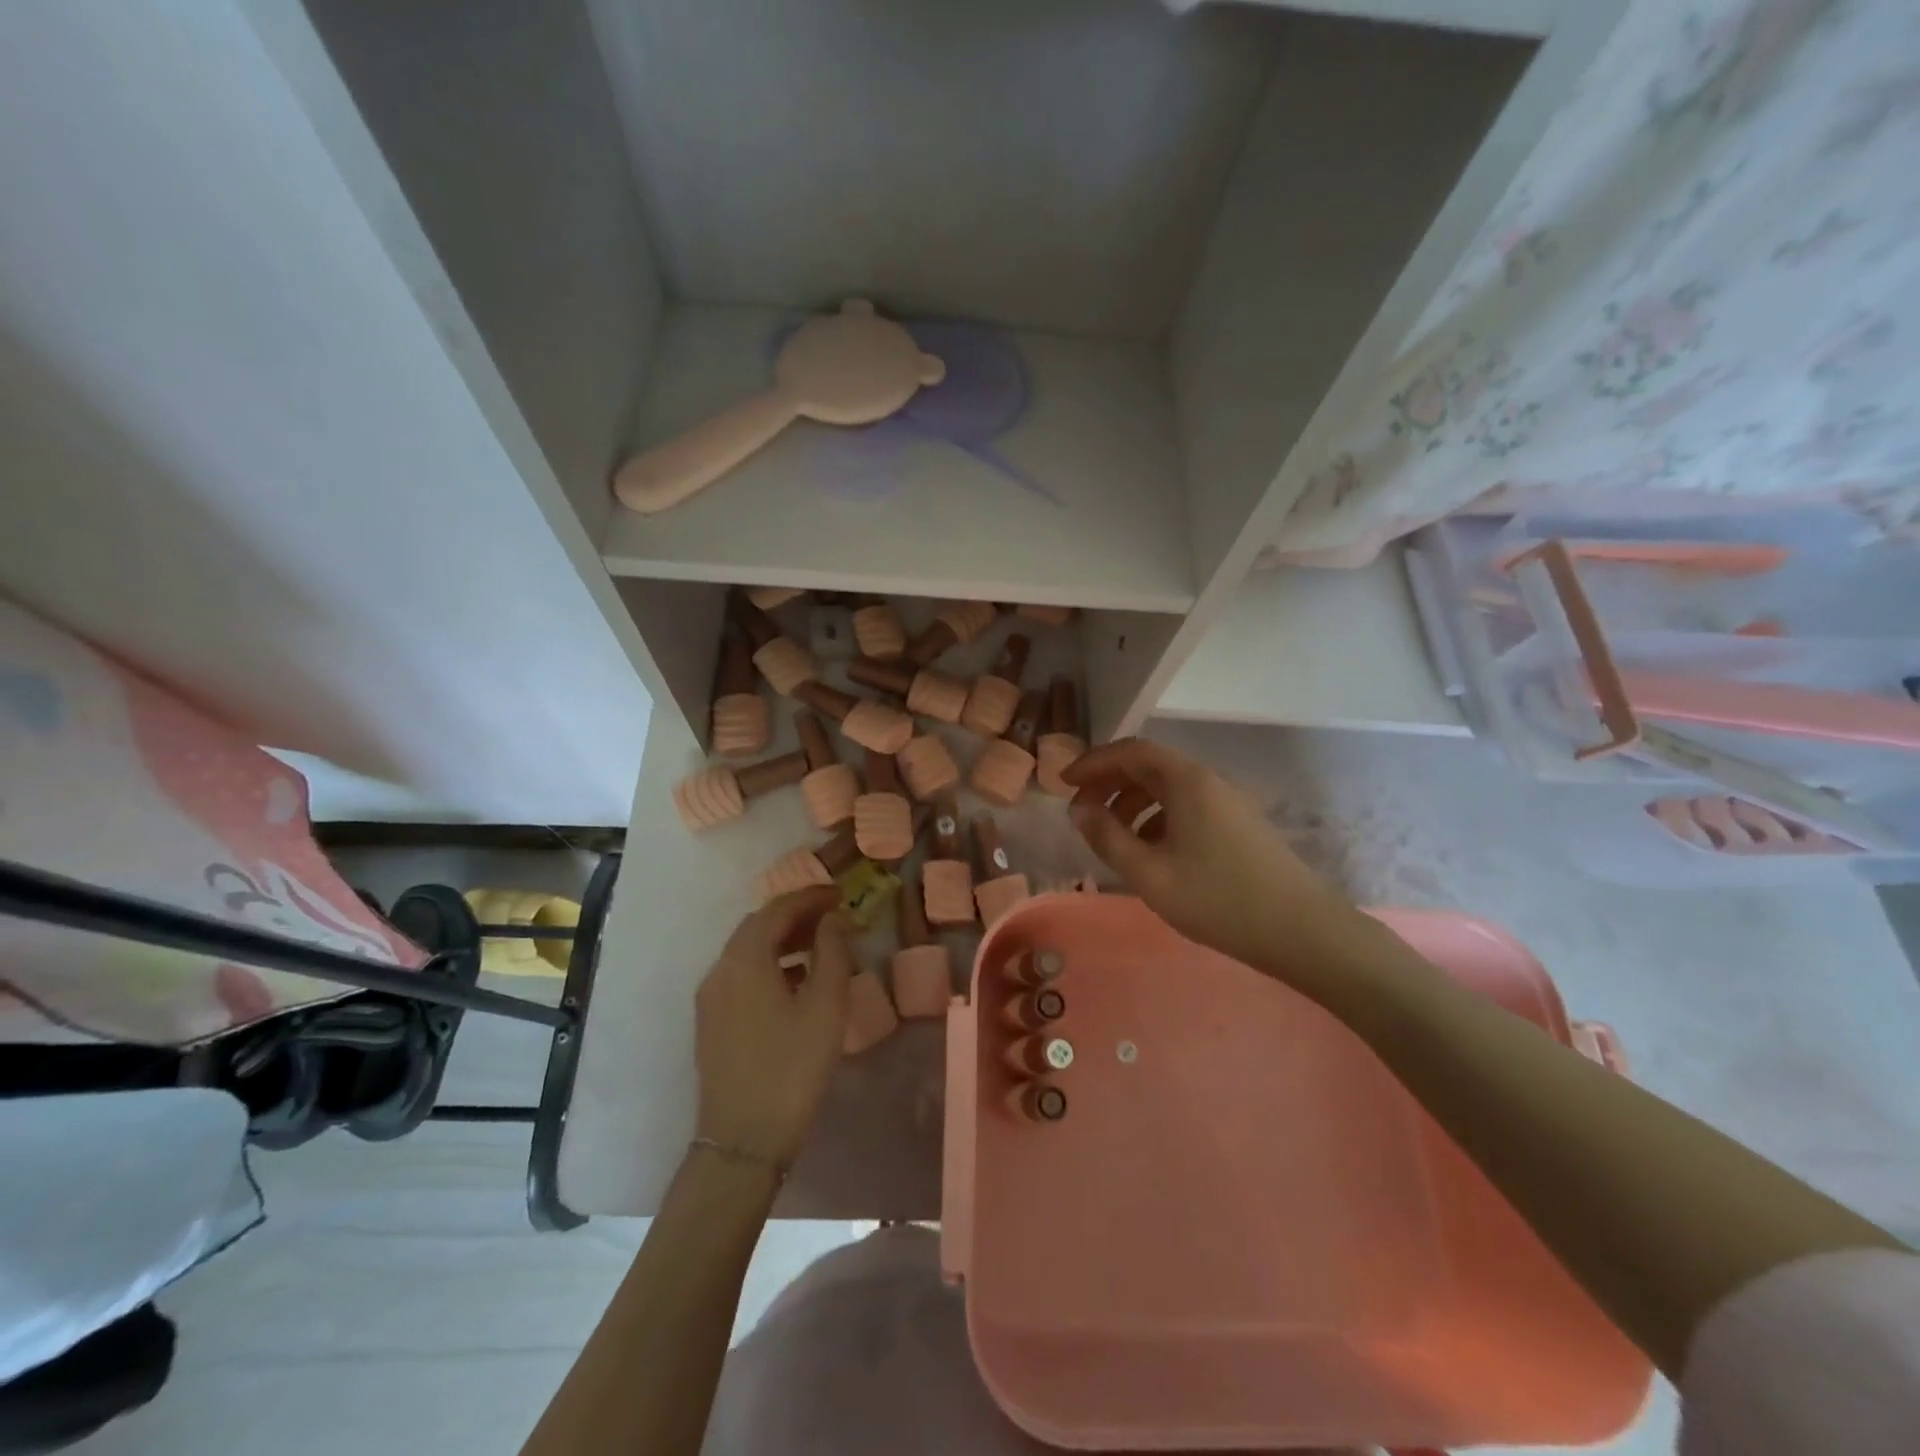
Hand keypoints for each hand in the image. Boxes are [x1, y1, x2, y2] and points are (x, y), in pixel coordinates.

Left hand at [693, 887, 851, 1169]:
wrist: (743, 1140)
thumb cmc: (792, 1067)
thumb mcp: (825, 1006)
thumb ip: (832, 952)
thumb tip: (832, 920)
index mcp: (744, 960)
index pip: (776, 910)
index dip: (810, 897)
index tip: (840, 893)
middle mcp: (719, 970)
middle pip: (757, 927)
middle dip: (795, 915)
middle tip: (832, 915)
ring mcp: (710, 998)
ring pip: (747, 951)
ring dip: (782, 940)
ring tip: (820, 945)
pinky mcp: (711, 1022)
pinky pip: (741, 975)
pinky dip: (769, 964)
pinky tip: (796, 981)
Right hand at [1063, 738, 1370, 993]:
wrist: (1302, 931)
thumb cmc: (1219, 900)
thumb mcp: (1150, 874)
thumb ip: (1108, 838)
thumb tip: (1078, 810)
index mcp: (1187, 782)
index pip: (1131, 751)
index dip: (1093, 763)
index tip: (1064, 784)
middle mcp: (1208, 781)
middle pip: (1149, 766)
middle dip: (1109, 783)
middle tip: (1081, 812)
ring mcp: (1228, 802)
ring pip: (1168, 788)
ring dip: (1132, 803)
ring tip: (1111, 836)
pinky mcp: (1238, 824)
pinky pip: (1186, 807)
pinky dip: (1157, 818)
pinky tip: (1149, 852)